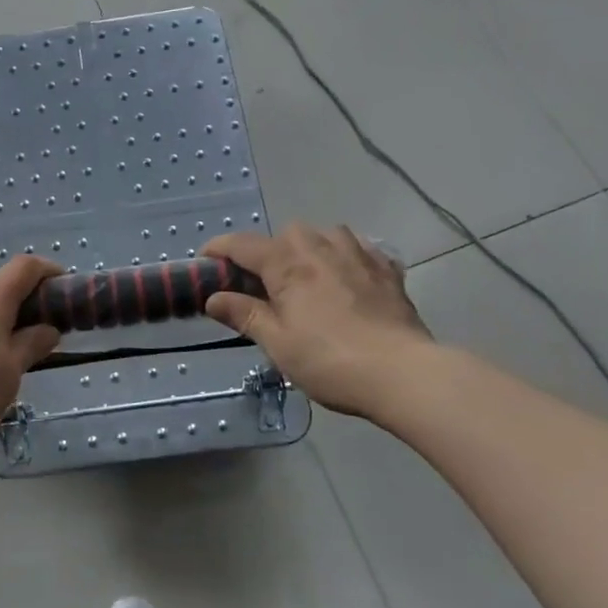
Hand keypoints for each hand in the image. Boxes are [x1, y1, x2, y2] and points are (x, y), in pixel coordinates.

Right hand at [202, 224, 432, 416]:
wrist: (403, 373)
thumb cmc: (329, 360)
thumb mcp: (277, 343)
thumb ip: (245, 315)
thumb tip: (213, 298)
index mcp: (288, 264)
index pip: (242, 245)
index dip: (219, 249)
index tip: (205, 261)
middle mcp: (321, 247)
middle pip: (286, 234)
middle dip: (269, 250)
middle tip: (264, 284)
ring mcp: (359, 255)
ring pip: (326, 234)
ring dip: (310, 247)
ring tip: (307, 275)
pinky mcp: (387, 270)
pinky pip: (361, 249)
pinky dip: (347, 257)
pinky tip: (348, 277)